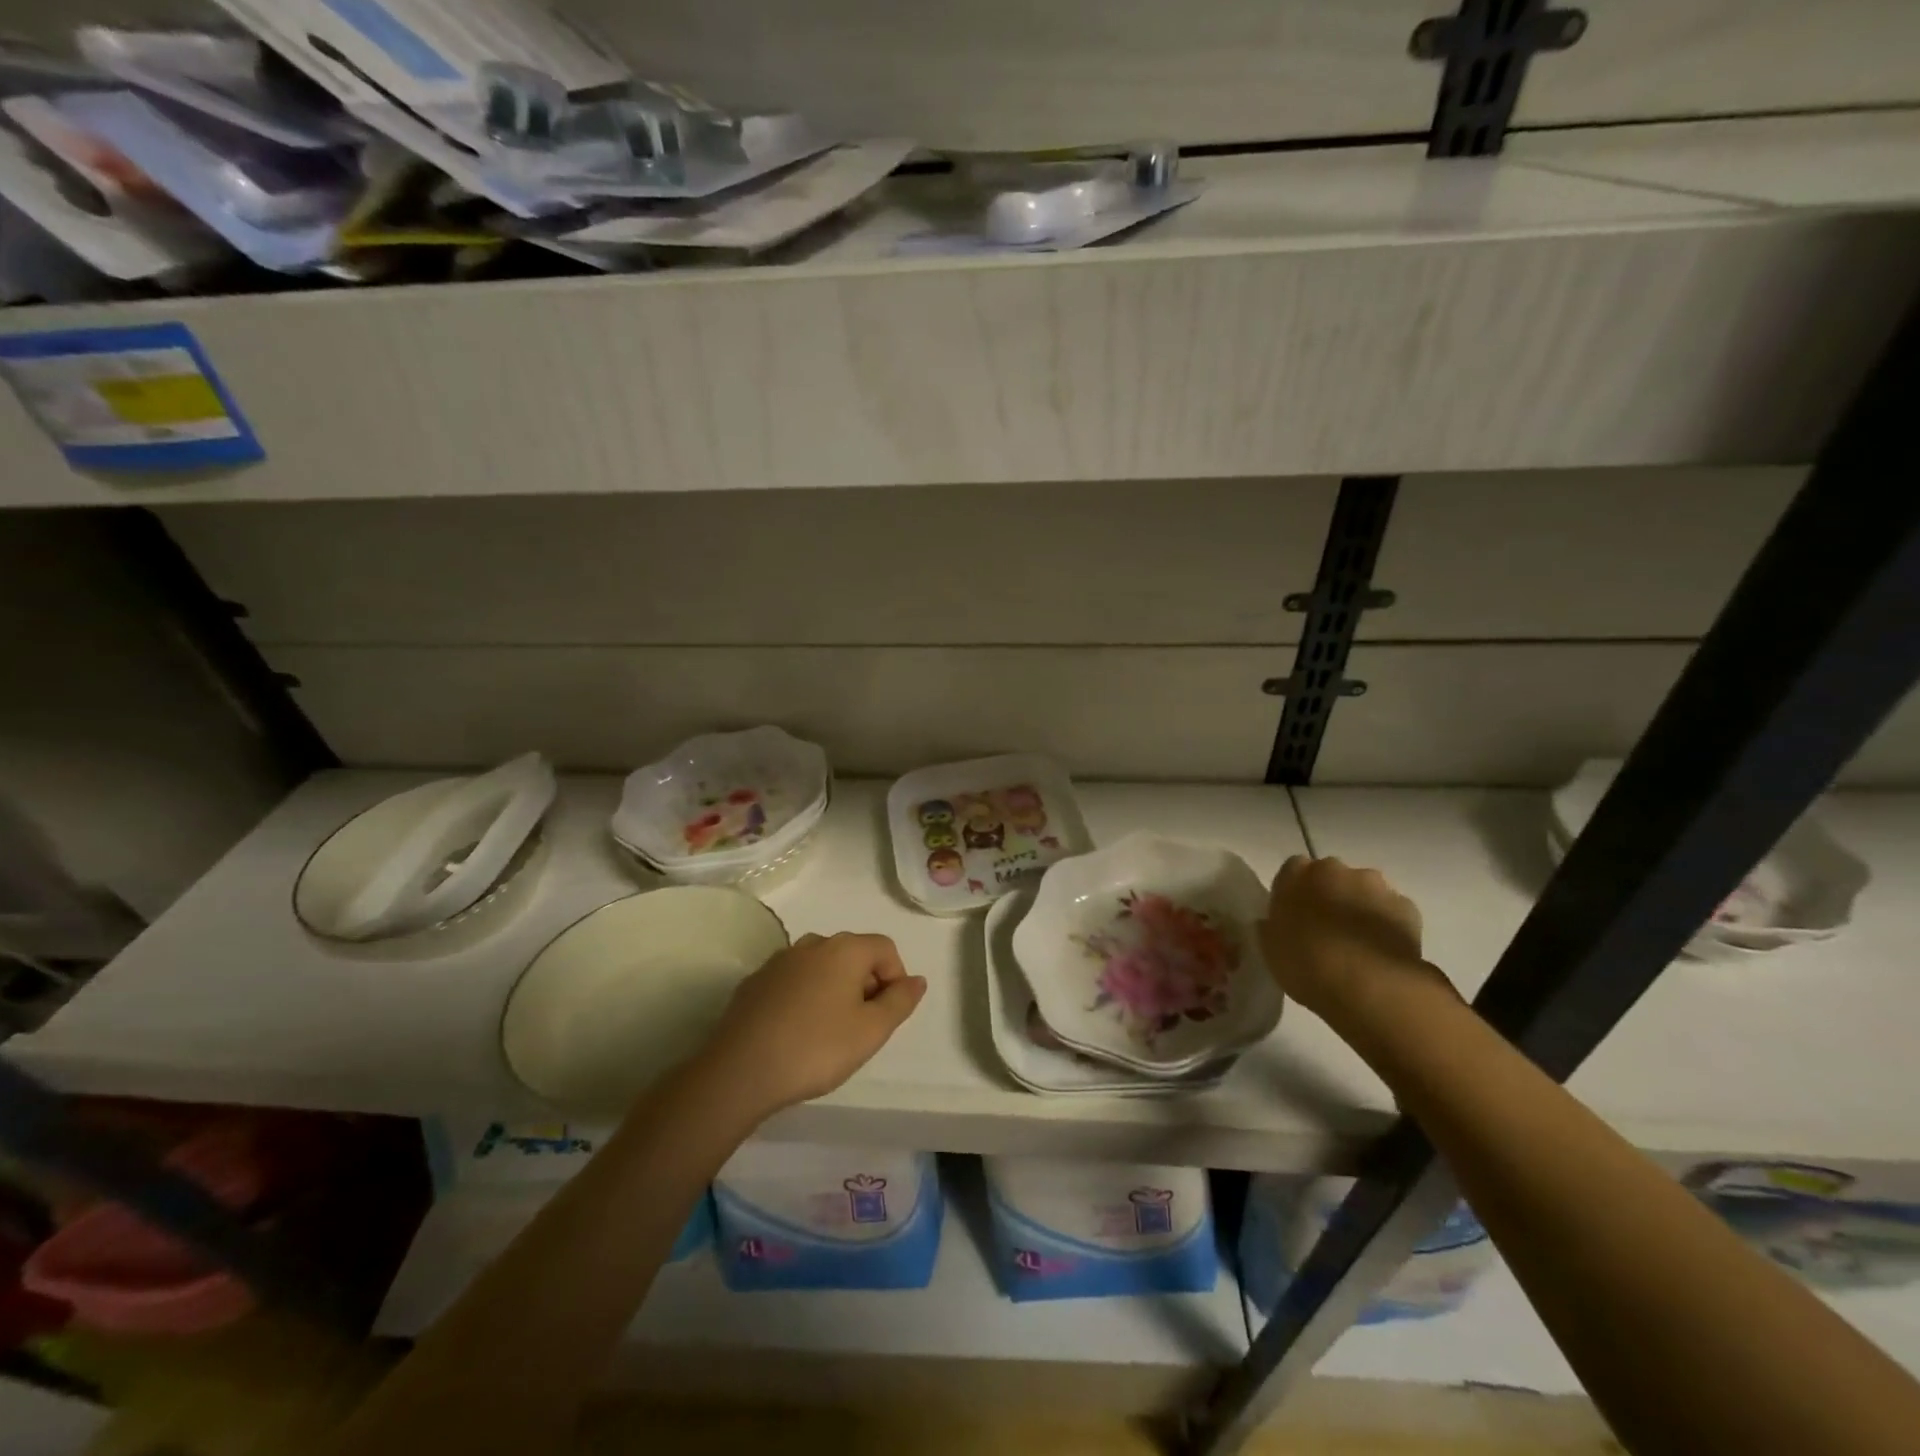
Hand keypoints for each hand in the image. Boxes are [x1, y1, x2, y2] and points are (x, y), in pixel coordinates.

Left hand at [699, 932, 926, 1116]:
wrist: (740, 1070)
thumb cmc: (816, 1048)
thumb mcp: (871, 1031)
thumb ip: (900, 1001)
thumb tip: (916, 980)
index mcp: (844, 949)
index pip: (885, 948)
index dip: (895, 978)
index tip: (887, 1015)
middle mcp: (812, 944)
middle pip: (853, 954)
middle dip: (865, 984)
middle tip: (861, 1027)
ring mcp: (779, 961)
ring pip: (821, 967)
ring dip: (834, 990)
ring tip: (829, 1031)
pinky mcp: (755, 982)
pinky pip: (793, 981)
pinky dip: (804, 997)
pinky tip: (796, 1032)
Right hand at [1261, 855, 1443, 1027]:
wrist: (1370, 986)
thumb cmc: (1307, 964)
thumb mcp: (1270, 949)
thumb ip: (1270, 928)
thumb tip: (1271, 923)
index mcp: (1297, 874)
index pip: (1292, 869)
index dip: (1294, 891)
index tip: (1293, 915)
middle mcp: (1336, 869)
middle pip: (1330, 875)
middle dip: (1328, 894)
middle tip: (1325, 929)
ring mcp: (1375, 885)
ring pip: (1363, 890)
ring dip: (1359, 906)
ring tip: (1357, 943)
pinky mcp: (1407, 908)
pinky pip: (1391, 911)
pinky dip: (1386, 923)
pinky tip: (1381, 951)